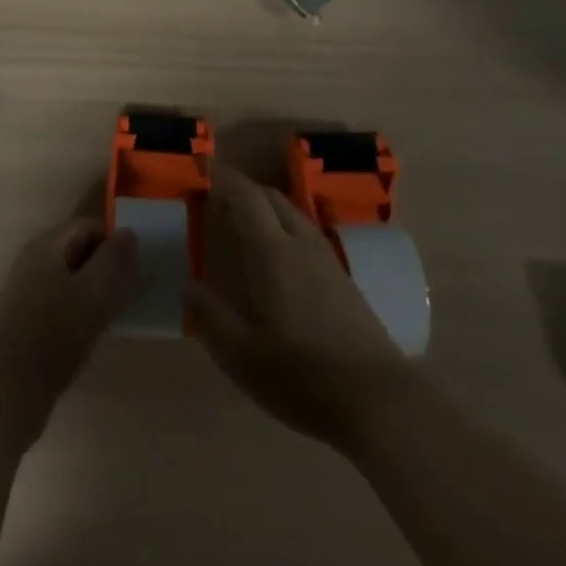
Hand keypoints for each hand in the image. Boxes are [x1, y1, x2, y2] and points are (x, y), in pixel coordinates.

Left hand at [0, 216, 137, 442]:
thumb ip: (114, 258)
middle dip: (105, 266)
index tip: (132, 269)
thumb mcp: (94, 291)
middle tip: (126, 292)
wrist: (10, 389)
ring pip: (71, 277)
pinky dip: (79, 307)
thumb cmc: (56, 331)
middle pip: (78, 249)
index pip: (88, 225)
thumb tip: (129, 233)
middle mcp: (32, 260)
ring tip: (112, 313)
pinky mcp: (26, 318)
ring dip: (94, 289)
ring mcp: (26, 290)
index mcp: (46, 245)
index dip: (113, 242)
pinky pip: (60, 299)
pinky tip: (90, 331)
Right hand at [188, 164, 415, 452]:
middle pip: (270, 197)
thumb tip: (188, 285)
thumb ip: (210, 316)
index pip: (244, 196)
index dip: (222, 177)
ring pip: (291, 214)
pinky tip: (277, 259)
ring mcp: (326, 258)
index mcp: (272, 252)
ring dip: (265, 208)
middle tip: (216, 200)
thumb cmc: (300, 374)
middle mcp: (300, 243)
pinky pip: (305, 233)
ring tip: (244, 226)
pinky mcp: (342, 278)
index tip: (202, 168)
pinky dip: (283, 228)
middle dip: (243, 189)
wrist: (376, 398)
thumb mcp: (241, 355)